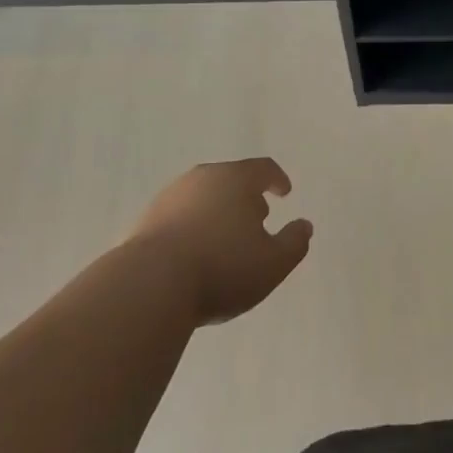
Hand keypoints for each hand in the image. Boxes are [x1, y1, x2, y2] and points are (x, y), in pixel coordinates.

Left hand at [126, 159, 312, 325]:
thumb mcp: (272, 263)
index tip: (284, 192)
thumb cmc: (221, 268)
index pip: (263, 168)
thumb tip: (304, 226)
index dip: (277, 179)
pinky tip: (195, 252)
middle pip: (231, 179)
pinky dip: (193, 226)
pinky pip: (180, 215)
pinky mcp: (148, 218)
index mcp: (236, 179)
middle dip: (246, 196)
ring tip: (225, 237)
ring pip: (203, 196)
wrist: (150, 284)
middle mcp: (203, 177)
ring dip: (218, 210)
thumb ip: (294, 242)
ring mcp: (171, 195)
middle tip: (257, 218)